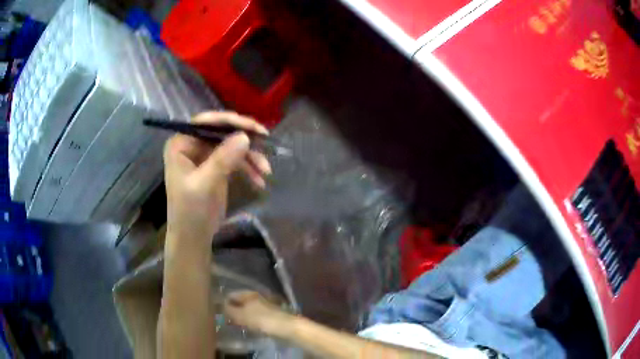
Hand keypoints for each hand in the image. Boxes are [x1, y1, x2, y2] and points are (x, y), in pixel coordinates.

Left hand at [163, 112, 271, 240]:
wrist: (193, 237)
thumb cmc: (190, 212)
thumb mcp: (205, 184)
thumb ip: (223, 159)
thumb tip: (245, 136)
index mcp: (181, 144)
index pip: (206, 122)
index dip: (230, 121)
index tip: (254, 128)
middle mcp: (192, 145)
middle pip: (222, 132)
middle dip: (245, 140)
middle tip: (267, 142)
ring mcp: (205, 156)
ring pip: (232, 145)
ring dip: (251, 157)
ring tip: (267, 171)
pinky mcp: (216, 167)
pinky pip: (235, 159)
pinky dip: (249, 168)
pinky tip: (260, 180)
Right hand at [224, 291, 293, 335]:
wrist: (287, 327)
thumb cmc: (262, 319)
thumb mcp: (241, 315)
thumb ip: (229, 310)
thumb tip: (221, 306)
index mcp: (248, 293)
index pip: (231, 294)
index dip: (224, 302)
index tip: (219, 312)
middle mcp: (256, 296)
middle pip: (240, 302)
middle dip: (233, 310)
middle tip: (226, 320)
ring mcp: (264, 305)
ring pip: (248, 309)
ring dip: (242, 316)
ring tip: (236, 325)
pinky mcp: (270, 314)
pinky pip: (255, 316)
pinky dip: (250, 321)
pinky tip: (249, 327)